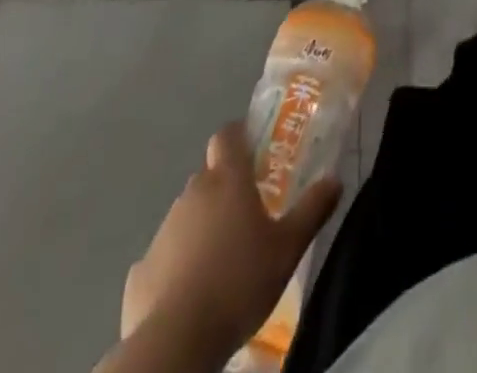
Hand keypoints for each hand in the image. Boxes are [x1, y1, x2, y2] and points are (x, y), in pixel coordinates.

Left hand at [120, 122, 341, 354]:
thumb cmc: (239, 282)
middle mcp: (193, 193)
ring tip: (223, 259)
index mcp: (228, 179)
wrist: (176, 342)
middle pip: (209, 175)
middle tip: (249, 213)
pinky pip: (166, 255)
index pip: (228, 134)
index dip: (239, 135)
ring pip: (187, 214)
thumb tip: (335, 179)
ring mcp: (163, 230)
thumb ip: (312, 209)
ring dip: (203, 225)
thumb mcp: (288, 248)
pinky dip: (178, 264)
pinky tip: (192, 292)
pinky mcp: (140, 270)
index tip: (254, 150)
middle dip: (226, 187)